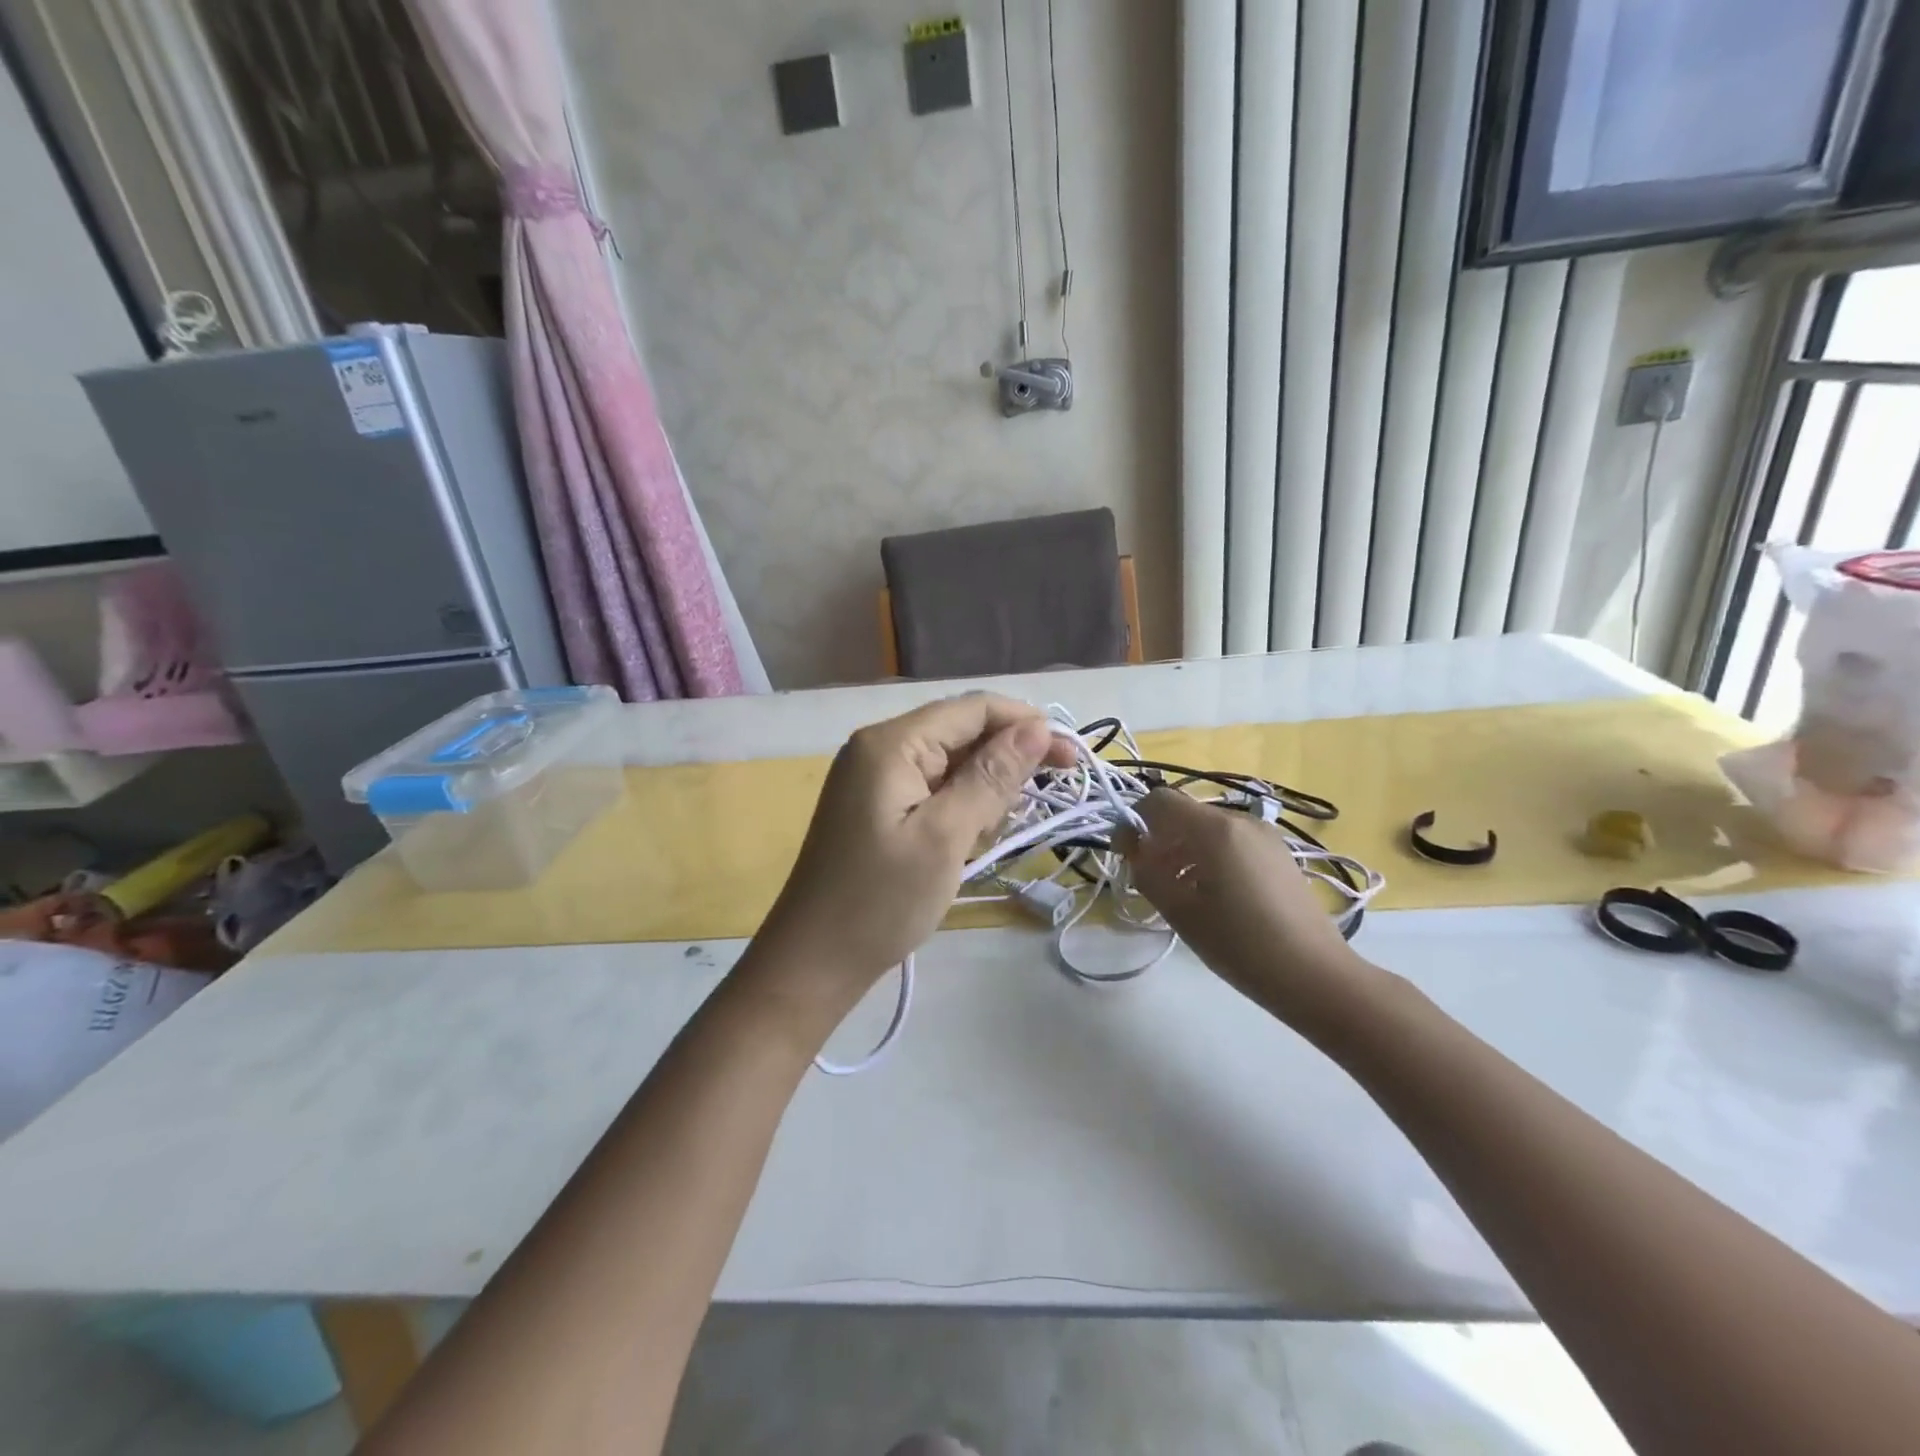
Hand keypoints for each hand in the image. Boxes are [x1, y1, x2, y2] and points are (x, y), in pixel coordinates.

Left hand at [749, 694, 1073, 1012]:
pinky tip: (968, 839)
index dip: (1025, 724)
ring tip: (992, 834)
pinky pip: (931, 788)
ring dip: (983, 788)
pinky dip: (959, 807)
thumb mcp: (946, 837)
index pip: (971, 708)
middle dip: (1006, 759)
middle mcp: (879, 748)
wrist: (813, 962)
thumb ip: (991, 777)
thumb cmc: (880, 901)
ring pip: (949, 762)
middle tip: (1043, 800)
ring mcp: (873, 778)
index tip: (1070, 757)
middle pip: (960, 731)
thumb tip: (1037, 727)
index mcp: (891, 743)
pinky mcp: (874, 806)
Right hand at [1125, 789, 1374, 1032]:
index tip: (1126, 856)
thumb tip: (1132, 847)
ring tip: (1179, 894)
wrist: (1315, 976)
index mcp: (1215, 829)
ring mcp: (1264, 836)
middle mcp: (1240, 821)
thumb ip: (1146, 871)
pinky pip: (1230, 842)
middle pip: (1184, 814)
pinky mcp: (1278, 854)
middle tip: (1149, 881)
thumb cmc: (1240, 944)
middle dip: (1159, 840)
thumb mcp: (1180, 911)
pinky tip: (1211, 897)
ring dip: (1182, 851)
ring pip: (1207, 830)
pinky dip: (1208, 858)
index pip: (1159, 801)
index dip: (1134, 822)